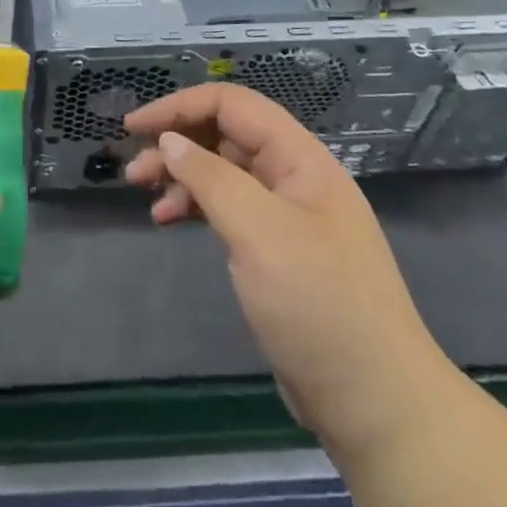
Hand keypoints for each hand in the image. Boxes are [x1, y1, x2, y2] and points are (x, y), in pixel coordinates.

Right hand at [123, 84, 452, 449]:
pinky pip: (228, 209)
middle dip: (176, 143)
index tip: (134, 126)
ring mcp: (286, 216)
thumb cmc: (317, 305)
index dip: (180, 106)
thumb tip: (169, 141)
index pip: (232, 105)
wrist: (373, 402)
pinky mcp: (275, 251)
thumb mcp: (259, 232)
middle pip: (225, 135)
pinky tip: (169, 221)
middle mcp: (294, 178)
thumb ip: (211, 178)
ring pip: (223, 172)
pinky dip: (196, 208)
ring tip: (146, 197)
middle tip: (134, 171)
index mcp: (300, 159)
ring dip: (182, 176)